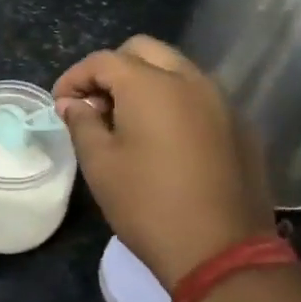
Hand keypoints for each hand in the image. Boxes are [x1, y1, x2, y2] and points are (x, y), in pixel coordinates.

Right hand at [54, 35, 275, 287]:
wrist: (221, 250)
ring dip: (146, 82)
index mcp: (151, 84)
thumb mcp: (100, 164)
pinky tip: (163, 139)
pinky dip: (174, 102)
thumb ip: (82, 122)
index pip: (103, 60)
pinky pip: (200, 96)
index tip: (60, 105)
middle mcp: (190, 79)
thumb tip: (72, 103)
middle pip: (144, 51)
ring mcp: (222, 100)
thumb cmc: (147, 204)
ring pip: (176, 70)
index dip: (75, 78)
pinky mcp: (240, 125)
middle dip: (112, 69)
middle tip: (95, 105)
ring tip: (127, 121)